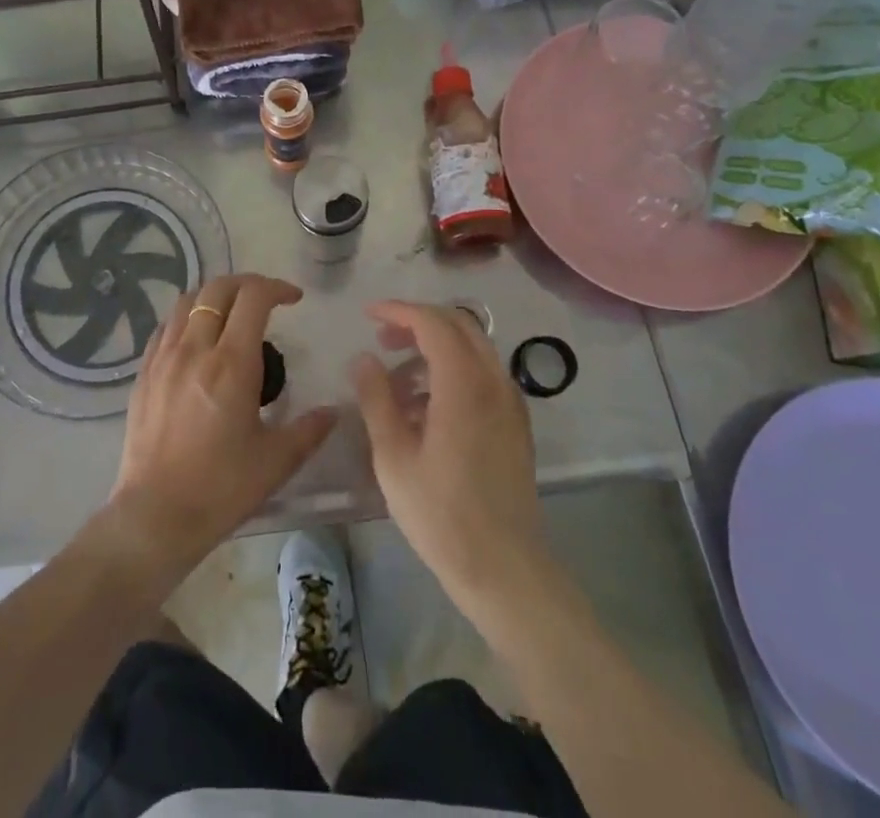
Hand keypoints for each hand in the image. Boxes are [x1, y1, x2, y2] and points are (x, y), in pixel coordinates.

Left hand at [105, 274, 335, 586]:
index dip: (277, 288)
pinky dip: (186, 318)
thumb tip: (334, 411)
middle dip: (247, 284)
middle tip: (267, 300)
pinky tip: (197, 340)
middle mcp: (195, 349)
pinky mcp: (144, 373)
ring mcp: (163, 358)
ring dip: (215, 297)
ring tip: (232, 315)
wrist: (156, 516)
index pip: (253, 298)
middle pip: (218, 289)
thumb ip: (309, 429)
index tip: (294, 299)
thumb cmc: (221, 488)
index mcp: (231, 363)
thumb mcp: (276, 461)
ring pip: (187, 301)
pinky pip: (165, 327)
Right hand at [351, 301, 553, 619]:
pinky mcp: (516, 423)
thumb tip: (364, 358)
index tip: (368, 315)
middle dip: (418, 321)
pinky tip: (428, 405)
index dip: (398, 310)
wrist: (504, 568)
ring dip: (436, 346)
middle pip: (458, 324)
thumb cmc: (441, 514)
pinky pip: (484, 374)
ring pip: (474, 348)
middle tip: (382, 339)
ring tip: (399, 378)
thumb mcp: (393, 457)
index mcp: (464, 383)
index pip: (432, 322)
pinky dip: (454, 369)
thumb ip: (377, 398)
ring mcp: (510, 402)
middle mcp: (494, 380)